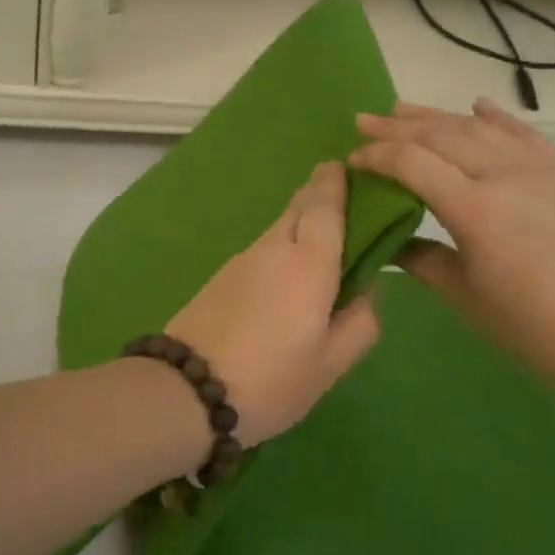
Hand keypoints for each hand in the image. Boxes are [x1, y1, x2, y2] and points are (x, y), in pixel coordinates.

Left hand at [166, 162, 381, 445]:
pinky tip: (287, 274)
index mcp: (308, 263)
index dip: (336, 182)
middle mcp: (273, 249)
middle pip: (298, 208)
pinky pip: (261, 249)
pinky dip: (280, 247)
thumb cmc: (270, 380)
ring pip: (277, 229)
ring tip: (322, 239)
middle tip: (341, 196)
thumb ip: (359, 323)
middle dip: (319, 195)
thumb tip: (368, 290)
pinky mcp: (220, 276)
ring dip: (300, 222)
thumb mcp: (329, 365)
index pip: (325, 206)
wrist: (186, 390)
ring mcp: (241, 260)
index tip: (346, 165)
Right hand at [352, 100, 554, 397]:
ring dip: (436, 115)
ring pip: (478, 128)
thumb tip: (389, 240)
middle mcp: (505, 176)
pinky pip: (525, 133)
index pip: (412, 163)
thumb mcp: (467, 299)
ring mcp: (540, 169)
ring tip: (402, 108)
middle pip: (440, 136)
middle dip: (396, 127)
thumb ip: (422, 261)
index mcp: (475, 210)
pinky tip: (477, 104)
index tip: (351, 160)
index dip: (377, 156)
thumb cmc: (536, 328)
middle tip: (363, 121)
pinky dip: (497, 115)